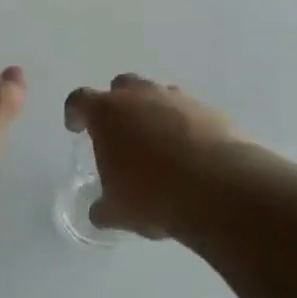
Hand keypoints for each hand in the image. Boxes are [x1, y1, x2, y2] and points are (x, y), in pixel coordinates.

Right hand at [64, 74, 240, 236]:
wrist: (221, 190)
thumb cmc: (153, 195)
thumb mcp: (118, 211)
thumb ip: (103, 207)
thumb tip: (100, 212)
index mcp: (107, 113)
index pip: (80, 100)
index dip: (75, 113)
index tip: (76, 128)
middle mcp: (141, 96)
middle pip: (122, 86)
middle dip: (118, 104)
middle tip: (120, 133)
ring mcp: (179, 100)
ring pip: (160, 96)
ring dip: (154, 114)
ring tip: (159, 147)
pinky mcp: (212, 112)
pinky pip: (192, 114)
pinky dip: (187, 128)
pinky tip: (192, 157)